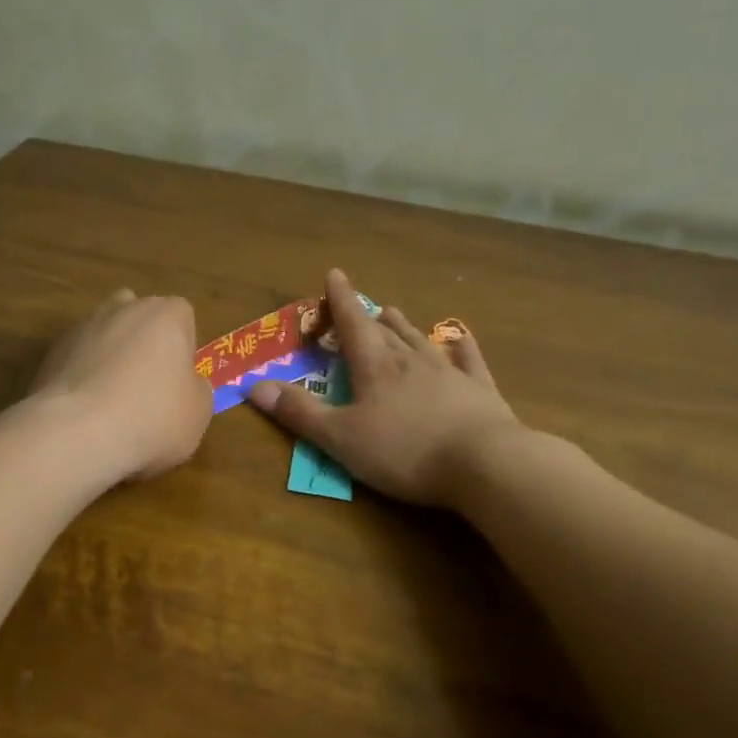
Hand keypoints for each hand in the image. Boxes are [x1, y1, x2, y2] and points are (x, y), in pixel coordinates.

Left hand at [32, 288, 211, 481]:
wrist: (76, 433)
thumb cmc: (153, 417)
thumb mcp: (199, 413)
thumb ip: (197, 390)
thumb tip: (187, 385)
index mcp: (166, 314)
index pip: (183, 318)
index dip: (183, 349)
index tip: (179, 382)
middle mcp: (123, 308)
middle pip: (140, 320)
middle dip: (144, 346)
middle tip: (148, 390)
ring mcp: (82, 327)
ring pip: (105, 338)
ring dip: (111, 361)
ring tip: (113, 406)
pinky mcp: (50, 353)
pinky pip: (78, 361)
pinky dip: (84, 379)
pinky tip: (86, 414)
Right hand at [248, 269, 523, 506]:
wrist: (483, 463)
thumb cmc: (404, 451)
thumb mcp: (340, 438)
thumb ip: (299, 412)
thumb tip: (254, 386)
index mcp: (375, 368)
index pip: (352, 325)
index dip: (340, 301)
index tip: (334, 275)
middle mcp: (411, 361)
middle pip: (386, 332)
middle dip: (368, 318)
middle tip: (362, 307)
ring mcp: (449, 374)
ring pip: (421, 341)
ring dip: (405, 327)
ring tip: (394, 312)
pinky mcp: (479, 392)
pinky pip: (468, 361)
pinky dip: (461, 347)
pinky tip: (460, 338)